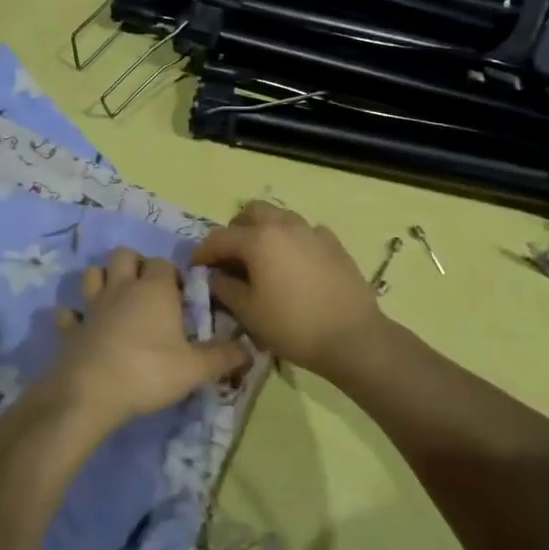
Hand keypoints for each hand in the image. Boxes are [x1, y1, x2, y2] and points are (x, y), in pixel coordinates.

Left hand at [46, 248, 246, 432]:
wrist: (90, 394)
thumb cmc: (148, 372)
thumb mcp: (195, 369)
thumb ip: (223, 357)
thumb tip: (250, 349)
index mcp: (155, 290)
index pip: (165, 264)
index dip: (173, 275)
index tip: (181, 296)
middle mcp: (122, 288)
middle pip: (124, 255)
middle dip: (135, 264)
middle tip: (148, 290)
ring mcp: (91, 306)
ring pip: (91, 274)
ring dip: (101, 280)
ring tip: (114, 298)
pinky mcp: (70, 329)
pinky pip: (66, 314)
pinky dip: (71, 316)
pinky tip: (79, 326)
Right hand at [190, 201, 385, 373]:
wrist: (352, 337)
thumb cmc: (293, 326)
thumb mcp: (249, 312)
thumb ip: (225, 288)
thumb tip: (214, 276)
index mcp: (259, 239)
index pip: (220, 237)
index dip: (203, 252)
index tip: (195, 267)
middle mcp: (285, 225)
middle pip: (252, 212)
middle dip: (236, 229)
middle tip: (231, 256)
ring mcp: (313, 231)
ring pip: (281, 217)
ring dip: (265, 231)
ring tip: (262, 259)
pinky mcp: (334, 244)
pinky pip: (305, 232)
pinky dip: (292, 241)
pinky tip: (294, 265)